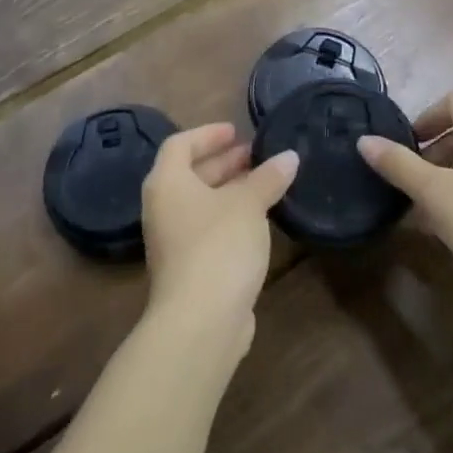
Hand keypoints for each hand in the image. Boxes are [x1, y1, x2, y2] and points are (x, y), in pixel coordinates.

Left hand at [141, 124, 297, 353]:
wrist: (200, 321)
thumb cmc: (219, 246)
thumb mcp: (248, 205)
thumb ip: (268, 178)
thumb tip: (289, 156)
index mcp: (167, 183)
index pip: (180, 145)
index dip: (208, 134)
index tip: (237, 131)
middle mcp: (163, 208)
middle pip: (190, 174)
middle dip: (224, 162)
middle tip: (257, 156)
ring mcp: (173, 241)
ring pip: (202, 204)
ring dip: (230, 190)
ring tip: (265, 184)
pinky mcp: (189, 268)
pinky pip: (208, 229)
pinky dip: (230, 217)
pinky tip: (259, 221)